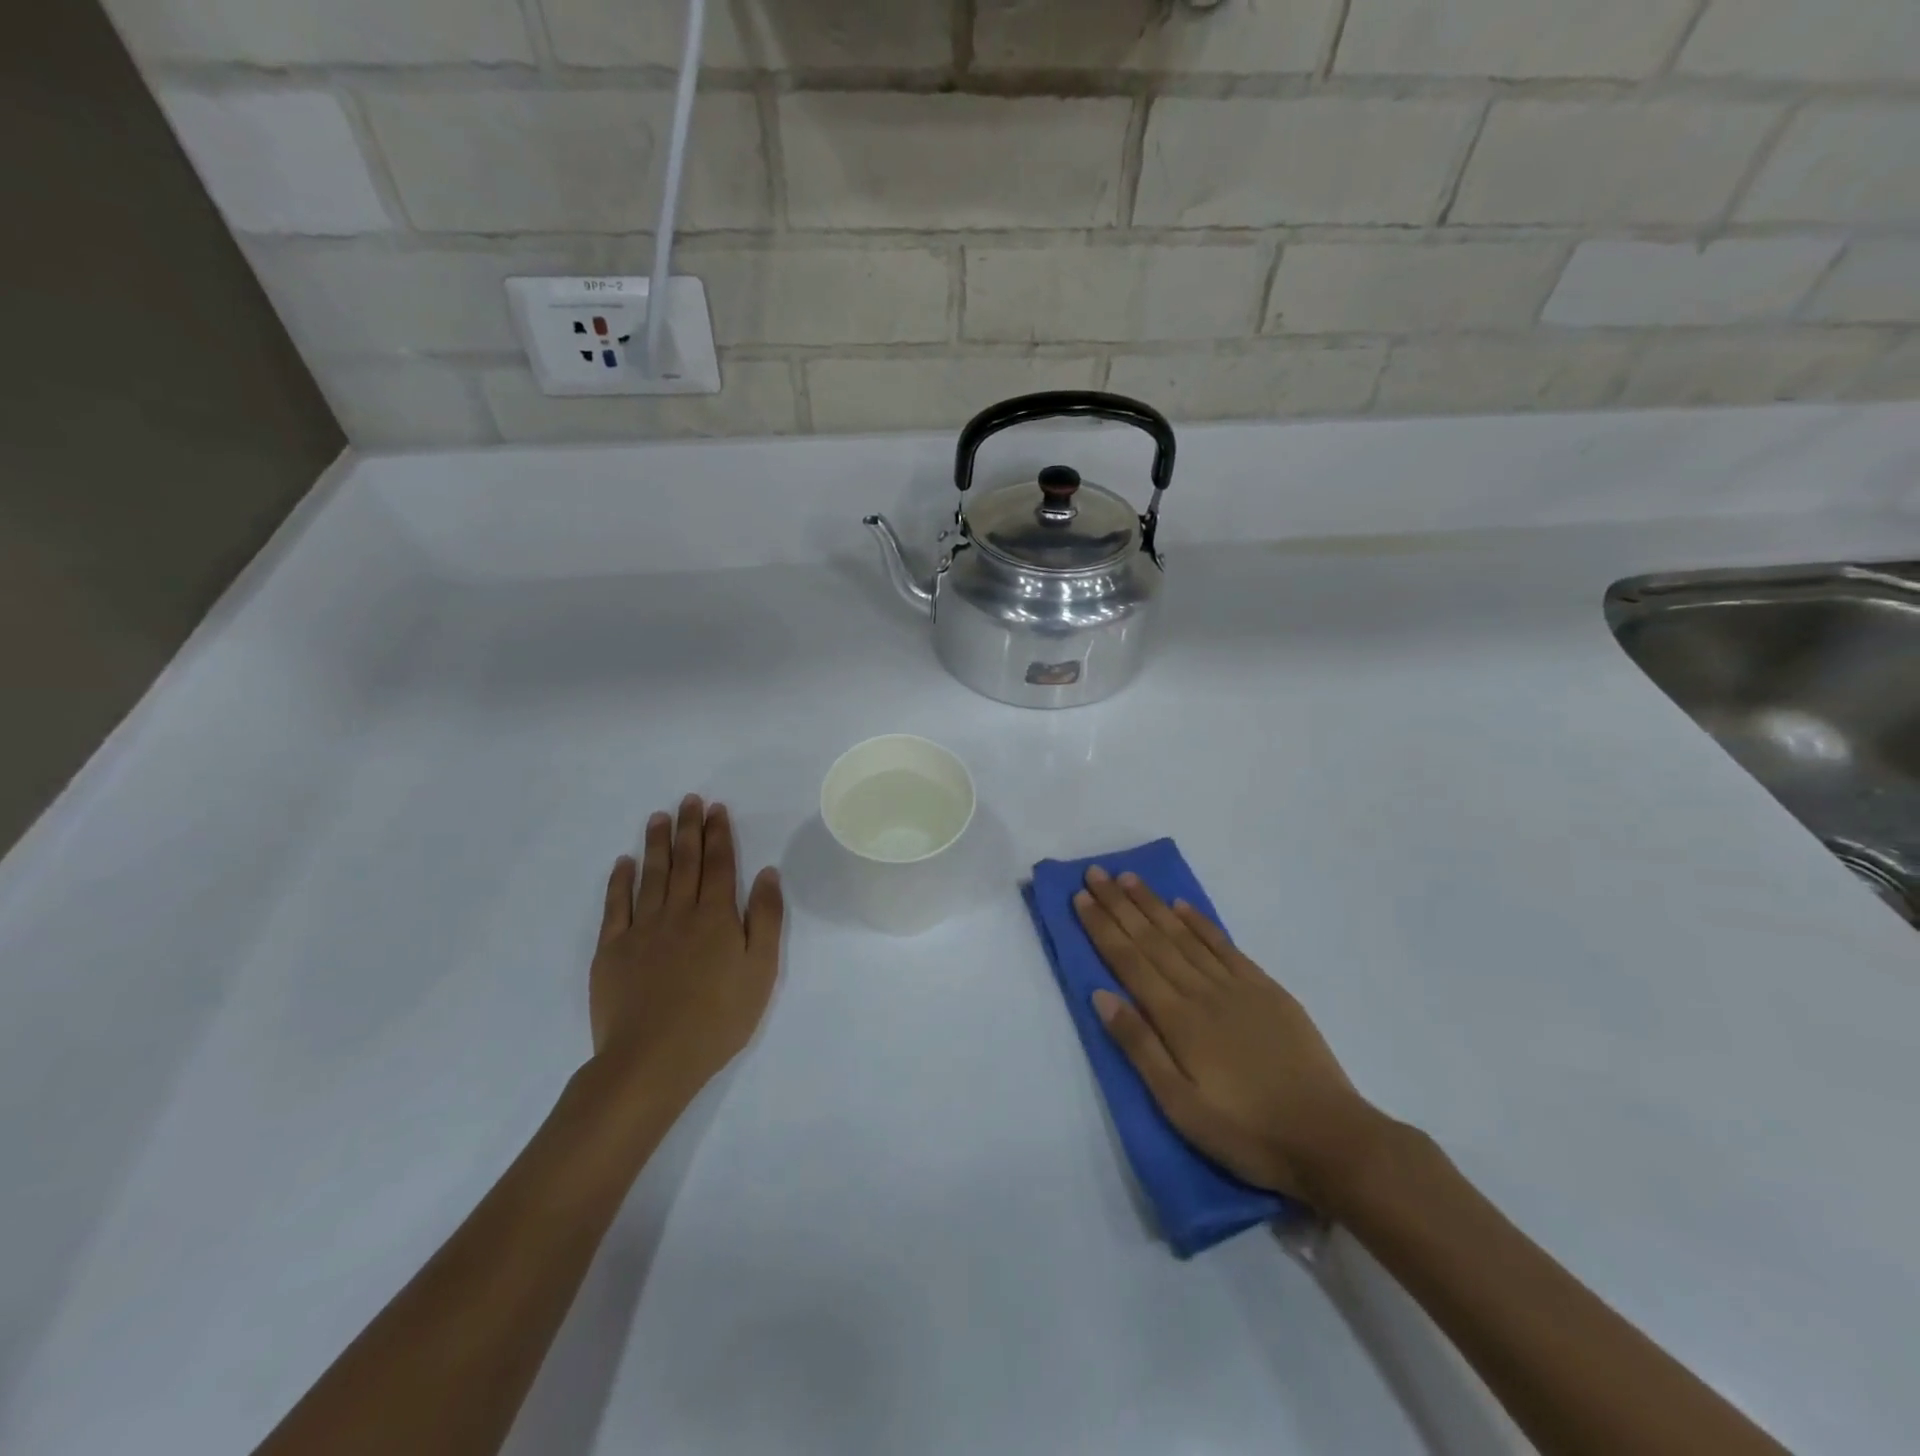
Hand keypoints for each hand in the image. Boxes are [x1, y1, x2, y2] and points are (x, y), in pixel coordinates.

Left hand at [591, 795, 784, 1105]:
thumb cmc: (719, 1017)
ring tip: (658, 817)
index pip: (719, 865)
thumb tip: (767, 873)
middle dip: (689, 828)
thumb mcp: (762, 969)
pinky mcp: (613, 950)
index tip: (716, 809)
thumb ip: (766, 918)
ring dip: (656, 843)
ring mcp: (642, 929)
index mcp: (717, 916)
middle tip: (689, 800)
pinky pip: (616, 906)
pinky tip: (624, 863)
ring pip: (652, 875)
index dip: (718, 834)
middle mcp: (680, 912)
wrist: (653, 1058)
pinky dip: (620, 881)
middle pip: (685, 862)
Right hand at [1074, 867, 1385, 1207]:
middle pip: (1152, 939)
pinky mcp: (1266, 990)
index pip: (1129, 962)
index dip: (1102, 928)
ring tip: (1129, 878)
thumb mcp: (1181, 1106)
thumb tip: (1101, 995)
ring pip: (1184, 934)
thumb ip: (1140, 1047)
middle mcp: (1202, 991)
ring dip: (1154, 904)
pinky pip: (1224, 945)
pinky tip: (1183, 906)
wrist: (1331, 1138)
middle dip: (1120, 904)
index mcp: (1178, 1020)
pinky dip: (1201, 922)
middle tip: (1095, 873)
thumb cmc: (1247, 1132)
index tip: (1080, 897)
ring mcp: (1237, 986)